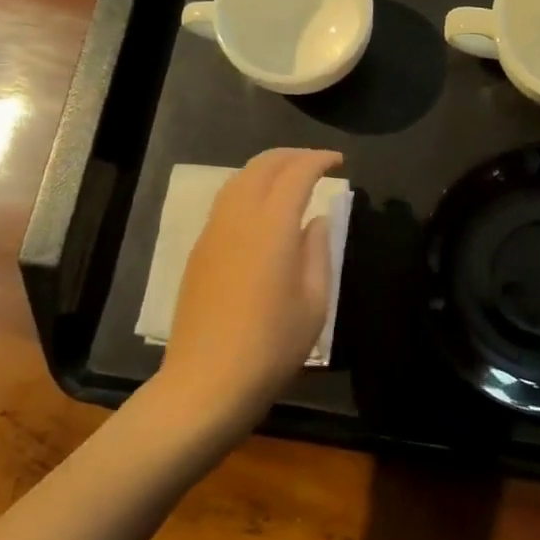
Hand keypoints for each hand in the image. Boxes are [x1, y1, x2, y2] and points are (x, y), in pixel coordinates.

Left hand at [154, 147, 342, 437]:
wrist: (205, 383)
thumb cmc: (271, 346)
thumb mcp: (314, 301)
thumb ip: (318, 250)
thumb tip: (316, 220)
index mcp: (272, 225)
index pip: (297, 173)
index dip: (319, 160)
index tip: (339, 162)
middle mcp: (238, 217)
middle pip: (263, 165)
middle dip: (293, 156)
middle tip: (318, 163)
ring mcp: (213, 232)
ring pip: (239, 179)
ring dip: (267, 168)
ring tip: (291, 178)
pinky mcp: (199, 250)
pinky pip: (226, 201)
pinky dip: (249, 188)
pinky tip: (262, 207)